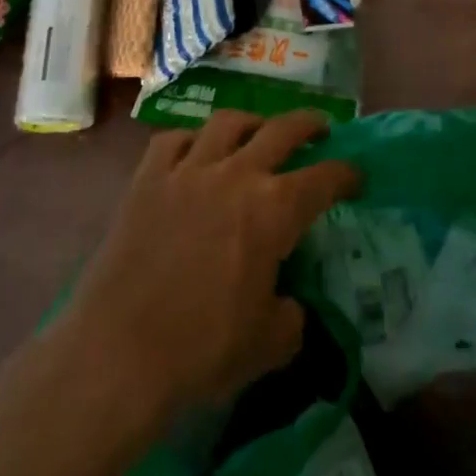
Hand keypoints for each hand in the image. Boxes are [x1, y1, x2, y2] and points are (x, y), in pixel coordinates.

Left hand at [58, 110, 360, 425]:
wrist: (118, 354)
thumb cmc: (203, 350)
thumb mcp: (270, 343)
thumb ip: (290, 314)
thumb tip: (286, 300)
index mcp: (274, 210)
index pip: (325, 178)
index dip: (347, 174)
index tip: (356, 177)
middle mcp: (235, 176)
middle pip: (282, 130)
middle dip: (309, 125)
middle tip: (321, 129)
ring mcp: (187, 171)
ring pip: (227, 123)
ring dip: (252, 122)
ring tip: (258, 130)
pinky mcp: (147, 181)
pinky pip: (172, 140)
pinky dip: (191, 140)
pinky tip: (195, 151)